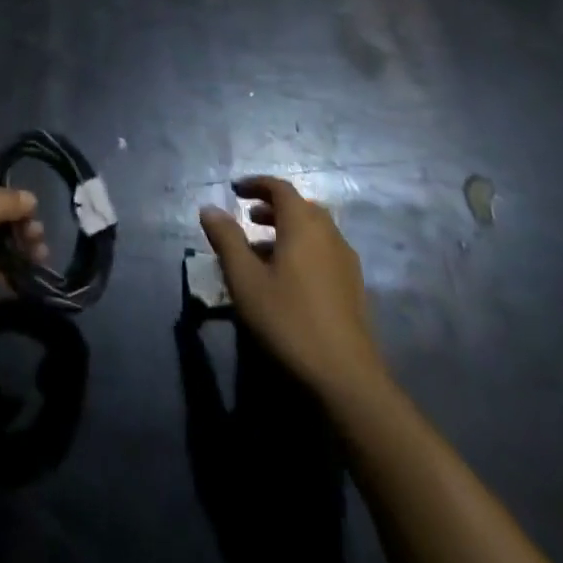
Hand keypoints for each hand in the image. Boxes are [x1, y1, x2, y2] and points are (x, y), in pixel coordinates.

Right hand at [200, 177, 383, 397]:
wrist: (346, 378)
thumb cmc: (288, 320)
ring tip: (260, 249)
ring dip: (287, 229)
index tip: (234, 190)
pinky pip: (324, 251)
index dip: (256, 184)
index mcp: (304, 226)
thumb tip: (209, 209)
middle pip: (301, 207)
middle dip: (272, 207)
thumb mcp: (245, 279)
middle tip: (247, 217)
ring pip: (314, 231)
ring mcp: (346, 263)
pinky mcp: (353, 288)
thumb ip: (226, 239)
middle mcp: (329, 236)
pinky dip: (302, 249)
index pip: (280, 188)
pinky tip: (286, 277)